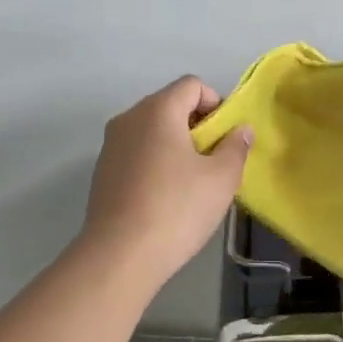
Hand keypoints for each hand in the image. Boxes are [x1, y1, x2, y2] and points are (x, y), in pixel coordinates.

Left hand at [79, 75, 253, 284]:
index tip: (226, 137)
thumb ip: (236, 147)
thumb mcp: (221, 179)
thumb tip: (241, 130)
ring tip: (191, 181)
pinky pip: (136, 152)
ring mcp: (110, 144)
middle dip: (196, 125)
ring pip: (152, 129)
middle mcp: (129, 118)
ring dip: (175, 144)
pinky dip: (154, 162)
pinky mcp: (102, 171)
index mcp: (158, 109)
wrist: (118, 256)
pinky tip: (164, 197)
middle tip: (213, 160)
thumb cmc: (176, 209)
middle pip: (170, 104)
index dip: (216, 103)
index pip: (192, 85)